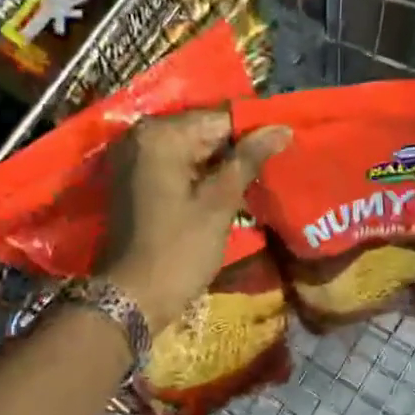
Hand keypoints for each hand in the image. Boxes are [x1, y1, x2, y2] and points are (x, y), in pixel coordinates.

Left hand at [98, 109, 290, 330]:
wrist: (132, 296)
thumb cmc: (179, 249)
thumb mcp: (219, 203)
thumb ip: (248, 159)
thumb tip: (282, 127)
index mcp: (160, 135)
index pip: (220, 118)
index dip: (253, 133)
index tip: (282, 149)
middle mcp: (140, 136)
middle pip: (202, 131)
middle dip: (236, 149)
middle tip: (272, 168)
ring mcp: (132, 157)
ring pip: (190, 149)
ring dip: (219, 164)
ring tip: (254, 181)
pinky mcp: (132, 179)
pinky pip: (174, 165)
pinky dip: (198, 175)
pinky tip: (223, 192)